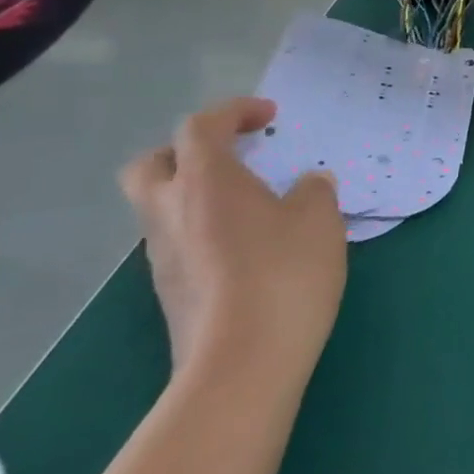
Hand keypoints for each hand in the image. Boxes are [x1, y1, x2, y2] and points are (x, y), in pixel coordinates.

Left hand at [119, 98, 346, 391]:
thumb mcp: (320, 220)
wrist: (243, 362)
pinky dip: (204, 229)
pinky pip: (178, 241)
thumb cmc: (284, 273)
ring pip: (162, 206)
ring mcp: (161, 255)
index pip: (201, 126)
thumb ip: (314, 190)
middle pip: (154, 163)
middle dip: (189, 150)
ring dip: (196, 193)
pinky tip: (247, 248)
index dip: (234, 112)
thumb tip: (307, 184)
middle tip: (234, 156)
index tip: (269, 116)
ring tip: (250, 205)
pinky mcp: (169, 290)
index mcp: (204, 181)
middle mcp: (169, 211)